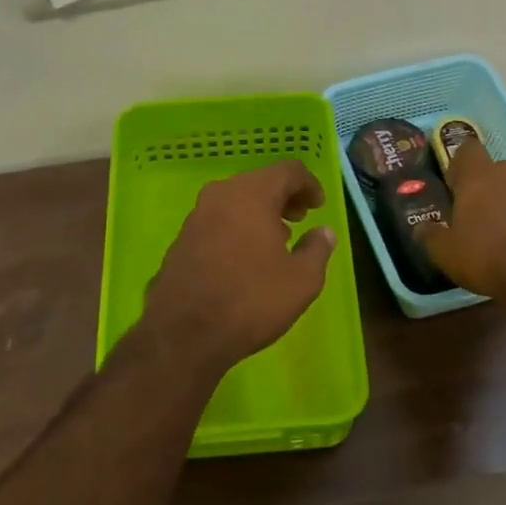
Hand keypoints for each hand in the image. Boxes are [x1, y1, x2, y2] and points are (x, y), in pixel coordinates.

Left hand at [141, 160, 336, 372]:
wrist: (184, 333)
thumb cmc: (251, 300)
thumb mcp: (302, 280)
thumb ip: (318, 249)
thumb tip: (323, 232)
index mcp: (252, 194)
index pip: (288, 171)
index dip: (309, 185)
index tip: (319, 206)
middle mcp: (221, 195)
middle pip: (259, 182)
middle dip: (283, 197)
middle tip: (300, 219)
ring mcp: (196, 216)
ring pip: (236, 201)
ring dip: (259, 213)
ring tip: (277, 239)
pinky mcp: (181, 239)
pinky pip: (218, 220)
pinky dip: (237, 227)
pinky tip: (246, 257)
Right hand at [415, 139, 505, 297]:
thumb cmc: (486, 256)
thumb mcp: (445, 252)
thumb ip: (430, 235)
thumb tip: (422, 228)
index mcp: (479, 176)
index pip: (468, 149)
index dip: (459, 165)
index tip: (454, 186)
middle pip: (496, 170)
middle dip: (486, 187)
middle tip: (476, 215)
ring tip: (503, 232)